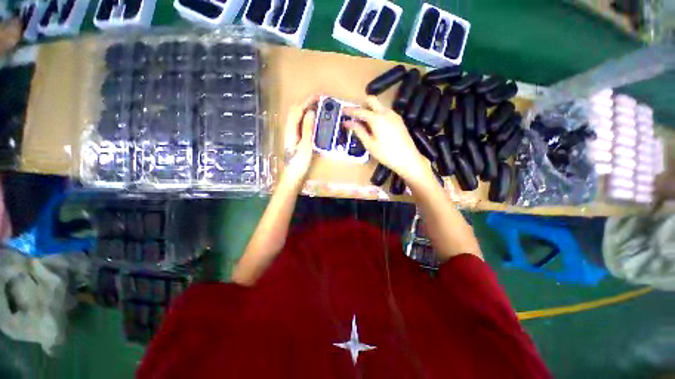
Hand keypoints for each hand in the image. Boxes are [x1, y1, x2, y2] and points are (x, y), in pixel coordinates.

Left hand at [282, 95, 318, 186]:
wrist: (293, 175)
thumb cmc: (300, 163)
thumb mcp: (306, 146)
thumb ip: (307, 129)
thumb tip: (311, 112)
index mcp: (291, 129)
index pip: (298, 110)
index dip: (308, 101)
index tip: (319, 95)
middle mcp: (289, 128)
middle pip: (295, 110)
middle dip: (306, 102)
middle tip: (320, 100)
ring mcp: (291, 133)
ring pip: (297, 115)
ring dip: (306, 108)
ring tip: (318, 106)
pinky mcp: (294, 137)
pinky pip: (299, 122)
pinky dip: (306, 116)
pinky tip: (313, 119)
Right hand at [342, 96, 429, 183]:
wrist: (408, 159)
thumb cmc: (386, 154)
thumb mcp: (369, 144)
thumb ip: (359, 131)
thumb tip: (347, 122)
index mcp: (377, 118)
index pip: (360, 111)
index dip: (350, 110)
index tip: (342, 111)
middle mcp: (386, 112)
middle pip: (371, 100)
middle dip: (361, 105)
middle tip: (354, 116)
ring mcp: (394, 115)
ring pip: (379, 106)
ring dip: (370, 110)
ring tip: (364, 124)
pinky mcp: (399, 120)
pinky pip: (385, 112)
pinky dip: (377, 115)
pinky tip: (375, 127)